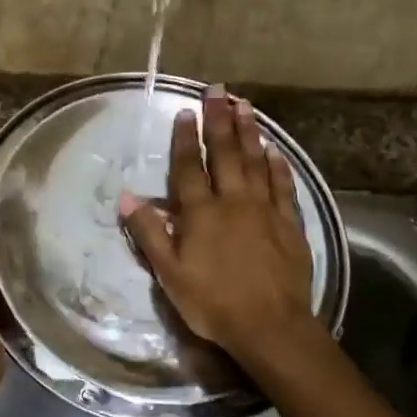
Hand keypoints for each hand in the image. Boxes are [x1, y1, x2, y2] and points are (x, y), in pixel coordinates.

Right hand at [119, 86, 313, 367]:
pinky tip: (275, 150)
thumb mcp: (169, 273)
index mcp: (201, 213)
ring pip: (256, 161)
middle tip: (217, 90)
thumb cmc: (212, 302)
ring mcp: (264, 210)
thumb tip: (127, 197)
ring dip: (249, 132)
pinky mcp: (289, 223)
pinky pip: (283, 186)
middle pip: (224, 153)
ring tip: (245, 105)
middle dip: (219, 120)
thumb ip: (149, 233)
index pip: (188, 167)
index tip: (184, 110)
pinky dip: (278, 165)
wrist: (269, 325)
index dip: (184, 138)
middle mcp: (233, 201)